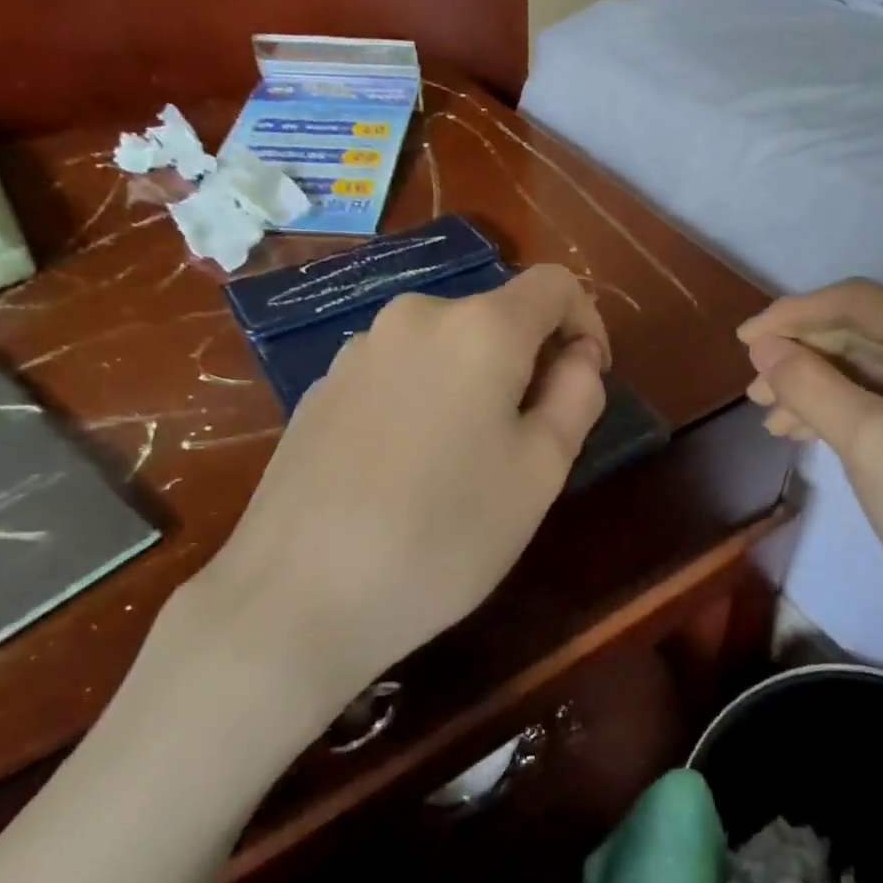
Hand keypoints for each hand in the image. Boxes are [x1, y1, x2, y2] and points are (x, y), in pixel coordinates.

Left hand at [149, 265, 608, 743]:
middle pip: (496, 315)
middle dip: (527, 362)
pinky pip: (397, 371)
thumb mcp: (540, 472)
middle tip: (528, 440)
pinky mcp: (321, 386)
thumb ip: (577, 395)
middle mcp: (415, 317)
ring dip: (473, 381)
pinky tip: (406, 467)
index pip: (553, 285)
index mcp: (479, 327)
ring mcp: (358, 348)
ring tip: (465, 460)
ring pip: (445, 345)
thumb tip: (579, 355)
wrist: (295, 597)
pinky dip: (424, 396)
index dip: (586, 322)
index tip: (587, 380)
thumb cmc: (443, 535)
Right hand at [738, 280, 882, 650]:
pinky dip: (840, 410)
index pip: (857, 302)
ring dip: (815, 386)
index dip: (793, 315)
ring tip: (769, 416)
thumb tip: (762, 346)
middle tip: (754, 388)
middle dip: (802, 356)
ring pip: (868, 369)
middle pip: (862, 333)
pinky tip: (803, 430)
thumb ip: (808, 384)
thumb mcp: (866, 439)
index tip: (742, 340)